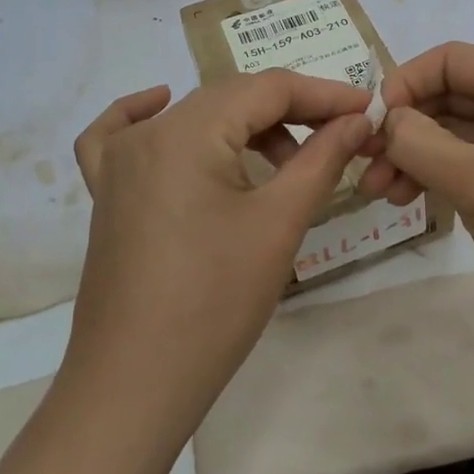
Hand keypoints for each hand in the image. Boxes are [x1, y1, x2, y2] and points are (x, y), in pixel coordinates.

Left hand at [66, 71, 372, 443]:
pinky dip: (146, 113)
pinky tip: (163, 107)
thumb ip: (322, 158)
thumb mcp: (279, 223)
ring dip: (244, 126)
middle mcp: (147, 133)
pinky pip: (121, 135)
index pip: (268, 88)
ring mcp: (117, 162)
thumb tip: (358, 119)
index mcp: (187, 131)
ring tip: (285, 161)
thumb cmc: (216, 302)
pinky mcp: (106, 193)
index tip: (367, 111)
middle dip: (291, 111)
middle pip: (231, 97)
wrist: (136, 384)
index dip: (324, 95)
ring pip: (192, 116)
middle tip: (340, 136)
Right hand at [358, 42, 473, 356]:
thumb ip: (419, 142)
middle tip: (365, 165)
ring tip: (380, 193)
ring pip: (460, 133)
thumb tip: (386, 121)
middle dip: (406, 128)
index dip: (404, 84)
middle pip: (453, 96)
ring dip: (417, 156)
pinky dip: (441, 175)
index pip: (452, 60)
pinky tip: (410, 198)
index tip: (369, 123)